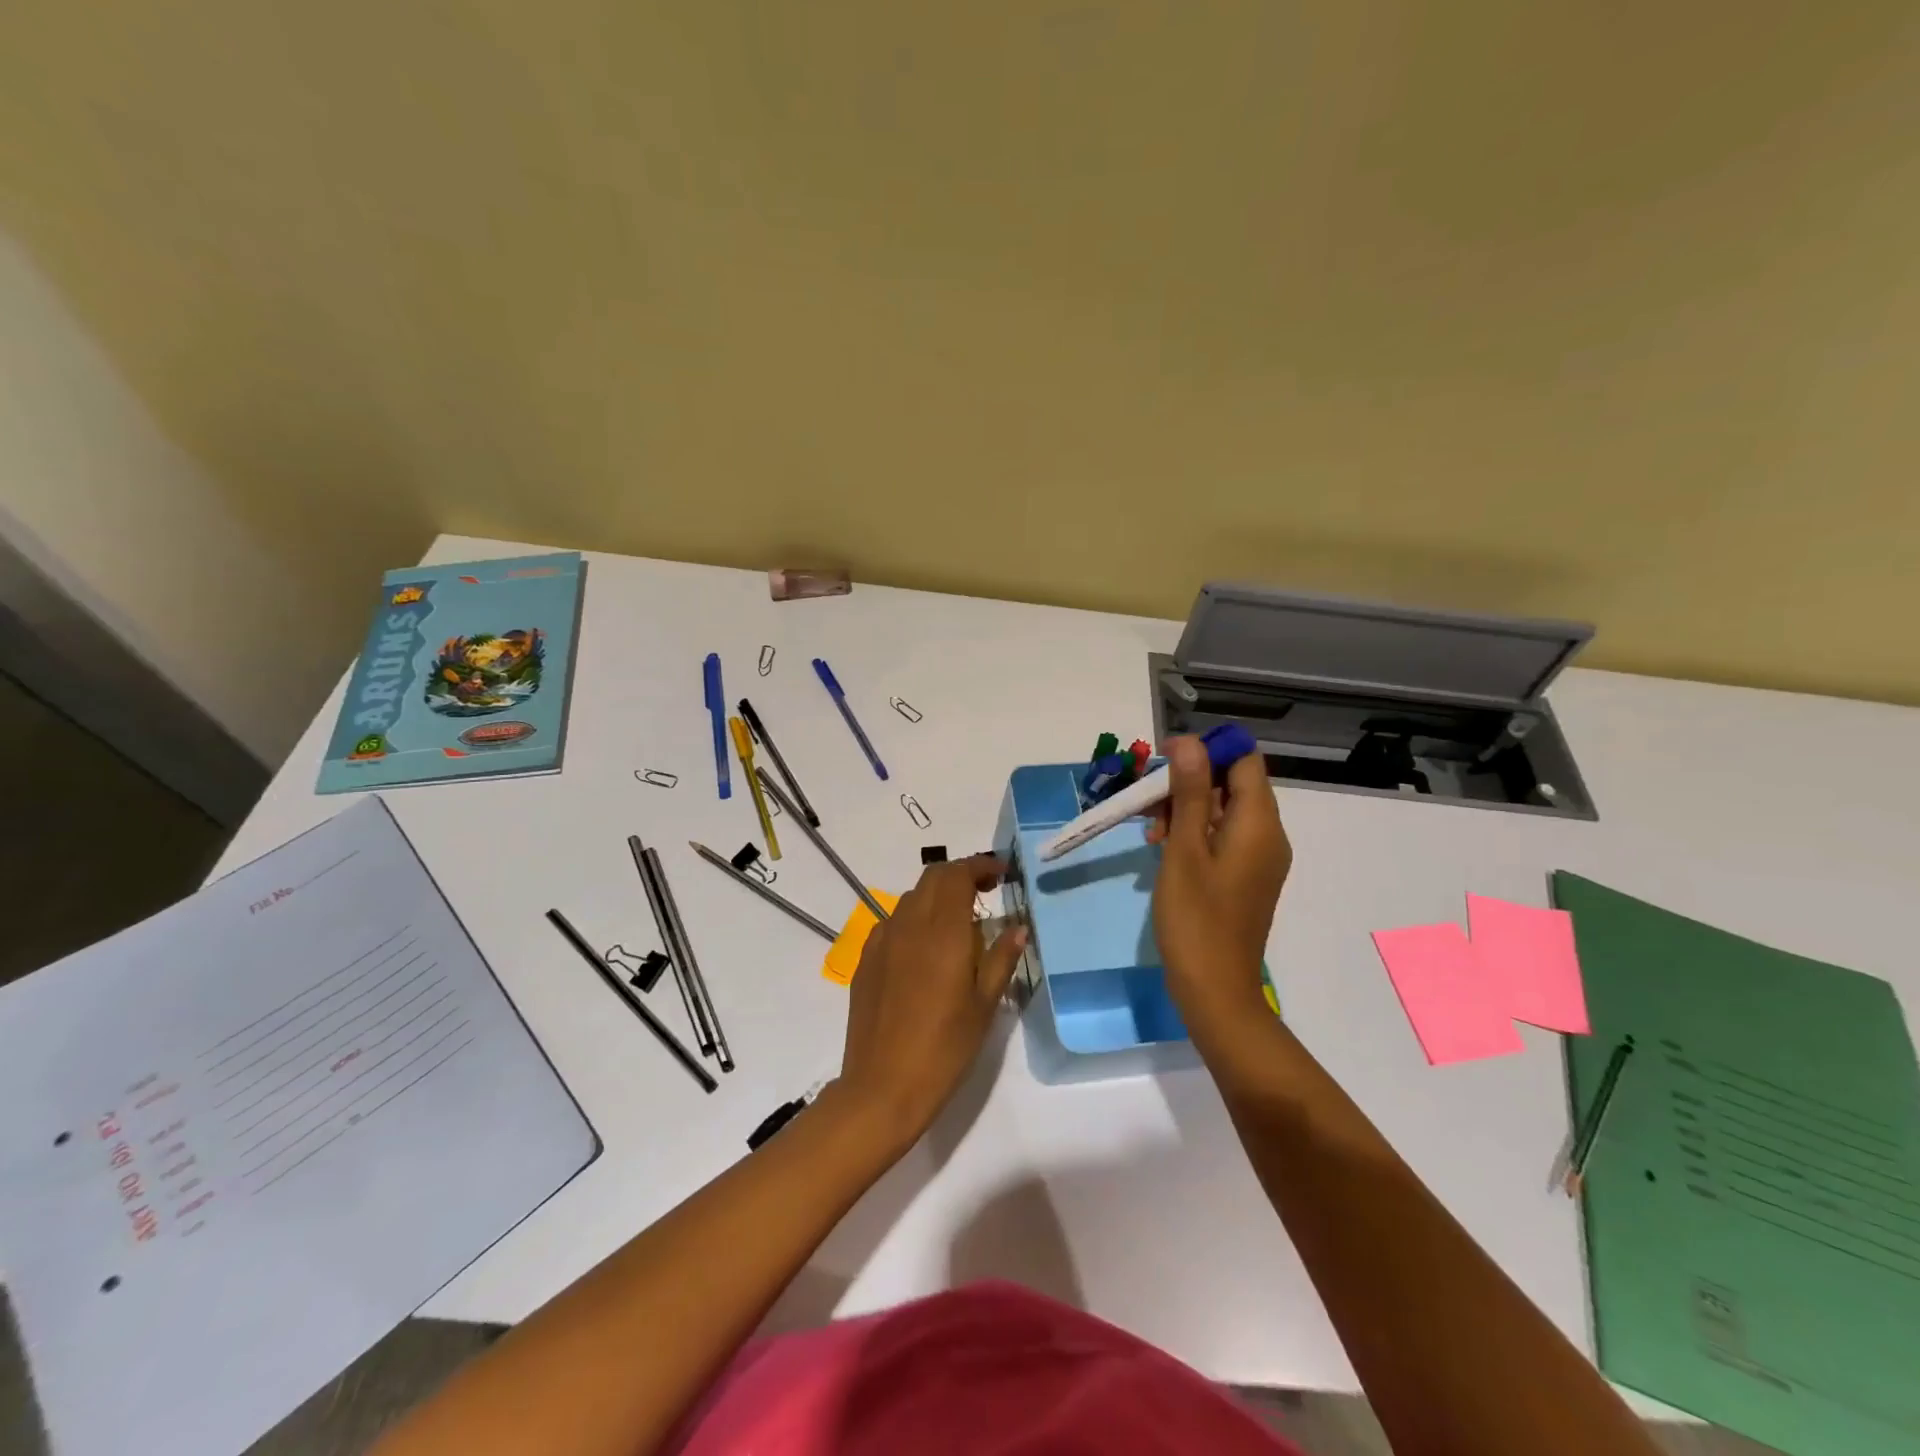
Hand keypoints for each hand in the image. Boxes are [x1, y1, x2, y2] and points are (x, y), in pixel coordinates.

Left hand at [835, 856, 1026, 1150]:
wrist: (882, 1087)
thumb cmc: (944, 1049)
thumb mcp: (984, 1006)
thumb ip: (1001, 959)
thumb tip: (1018, 928)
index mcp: (943, 932)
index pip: (957, 875)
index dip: (980, 866)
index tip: (1001, 874)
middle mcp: (909, 925)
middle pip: (933, 878)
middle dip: (960, 875)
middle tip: (985, 893)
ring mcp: (882, 940)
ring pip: (912, 898)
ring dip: (937, 897)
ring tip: (959, 924)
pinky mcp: (865, 959)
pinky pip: (893, 922)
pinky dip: (915, 920)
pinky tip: (925, 950)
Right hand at [1147, 737, 1291, 1026]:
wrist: (1215, 990)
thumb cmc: (1195, 918)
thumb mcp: (1184, 849)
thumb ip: (1190, 793)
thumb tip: (1190, 742)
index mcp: (1259, 823)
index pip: (1244, 760)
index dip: (1207, 750)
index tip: (1164, 759)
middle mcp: (1268, 835)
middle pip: (1232, 783)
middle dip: (1188, 781)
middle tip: (1147, 799)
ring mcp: (1258, 858)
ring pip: (1223, 810)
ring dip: (1186, 808)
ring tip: (1150, 829)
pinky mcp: (1246, 877)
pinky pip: (1223, 836)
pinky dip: (1194, 832)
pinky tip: (1162, 847)